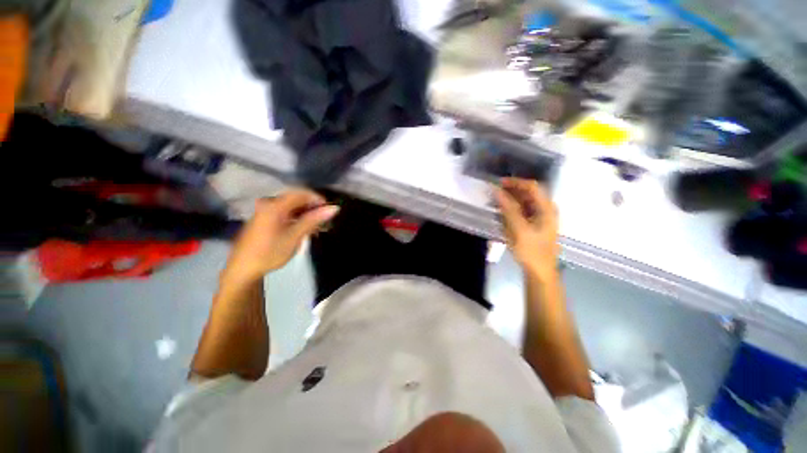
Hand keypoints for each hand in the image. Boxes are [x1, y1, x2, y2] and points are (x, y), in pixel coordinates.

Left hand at [221, 189, 338, 286]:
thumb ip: (313, 220)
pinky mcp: (265, 219)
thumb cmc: (270, 252)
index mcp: (274, 205)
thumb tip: (334, 208)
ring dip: (306, 214)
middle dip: (313, 208)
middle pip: (296, 199)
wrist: (243, 269)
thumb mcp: (294, 236)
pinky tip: (304, 229)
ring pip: (292, 207)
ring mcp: (265, 211)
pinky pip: (285, 213)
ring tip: (317, 227)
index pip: (301, 193)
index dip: (317, 199)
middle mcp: (269, 204)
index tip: (329, 210)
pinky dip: (297, 218)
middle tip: (324, 221)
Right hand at [494, 178, 558, 278]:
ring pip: (524, 202)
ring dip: (510, 200)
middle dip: (511, 191)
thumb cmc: (531, 251)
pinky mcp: (534, 225)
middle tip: (494, 192)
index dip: (515, 182)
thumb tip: (497, 191)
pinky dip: (511, 210)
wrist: (539, 272)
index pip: (532, 187)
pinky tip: (501, 214)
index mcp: (546, 208)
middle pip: (528, 193)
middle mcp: (545, 210)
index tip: (498, 183)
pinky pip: (522, 212)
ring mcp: (540, 218)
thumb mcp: (518, 229)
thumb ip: (508, 209)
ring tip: (495, 202)